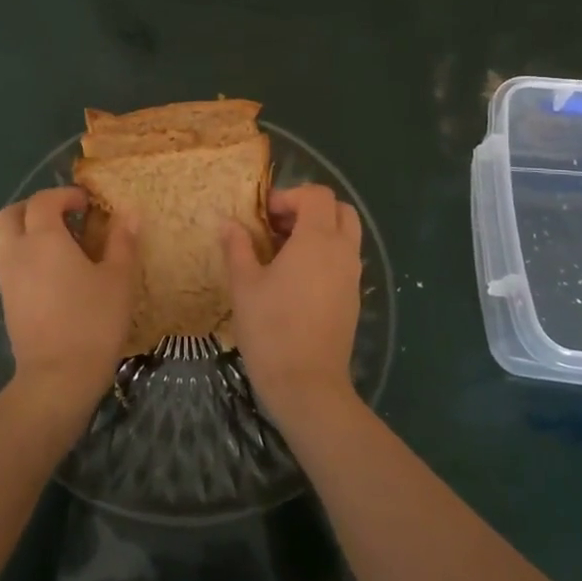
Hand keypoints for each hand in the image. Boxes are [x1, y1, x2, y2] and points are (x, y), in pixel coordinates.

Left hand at [0, 188, 134, 420]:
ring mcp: (6, 278)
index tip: (88, 203)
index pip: (44, 200)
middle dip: (35, 207)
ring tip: (55, 242)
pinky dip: (22, 253)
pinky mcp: (5, 301)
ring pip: (2, 238)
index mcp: (43, 238)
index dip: (65, 195)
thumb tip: (129, 213)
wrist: (58, 377)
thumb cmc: (93, 321)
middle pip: (11, 214)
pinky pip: (6, 262)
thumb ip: (122, 241)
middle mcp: (17, 251)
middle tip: (64, 216)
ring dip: (24, 229)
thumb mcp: (118, 278)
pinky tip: (48, 271)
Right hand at [222, 184, 362, 419]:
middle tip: (279, 227)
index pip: (317, 195)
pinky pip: (345, 261)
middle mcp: (343, 251)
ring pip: (346, 236)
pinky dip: (326, 255)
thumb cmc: (271, 328)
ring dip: (319, 232)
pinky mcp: (353, 299)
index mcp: (318, 239)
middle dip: (310, 209)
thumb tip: (228, 223)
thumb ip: (237, 247)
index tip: (264, 215)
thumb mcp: (244, 284)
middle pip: (340, 210)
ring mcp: (352, 276)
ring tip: (283, 253)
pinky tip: (295, 279)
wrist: (307, 385)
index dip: (290, 196)